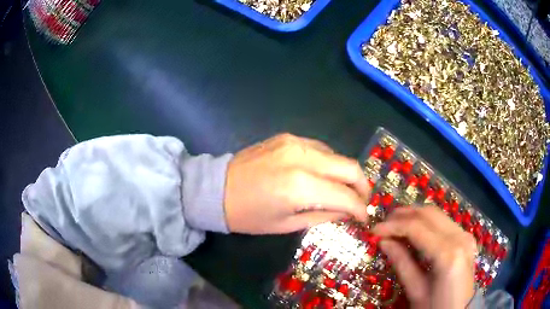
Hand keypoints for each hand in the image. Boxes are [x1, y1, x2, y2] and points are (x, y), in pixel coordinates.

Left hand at [224, 133, 370, 233]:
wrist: (216, 189)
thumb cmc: (248, 216)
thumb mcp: (287, 224)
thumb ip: (324, 216)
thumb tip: (347, 211)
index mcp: (300, 187)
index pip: (346, 195)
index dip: (360, 208)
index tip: (364, 217)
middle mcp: (302, 158)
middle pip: (350, 167)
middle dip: (362, 186)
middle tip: (362, 201)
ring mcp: (295, 142)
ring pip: (337, 155)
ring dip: (346, 173)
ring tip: (344, 190)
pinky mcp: (287, 137)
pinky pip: (320, 148)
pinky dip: (329, 163)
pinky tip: (325, 175)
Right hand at [373, 206, 476, 308]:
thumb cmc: (436, 308)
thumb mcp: (416, 291)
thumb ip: (402, 263)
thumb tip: (383, 241)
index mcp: (448, 255)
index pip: (417, 228)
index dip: (393, 226)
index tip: (374, 230)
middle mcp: (460, 237)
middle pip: (429, 213)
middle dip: (403, 215)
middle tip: (383, 224)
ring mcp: (466, 235)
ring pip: (437, 214)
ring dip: (414, 216)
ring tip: (395, 225)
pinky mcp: (467, 237)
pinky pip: (444, 222)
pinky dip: (426, 222)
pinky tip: (415, 231)